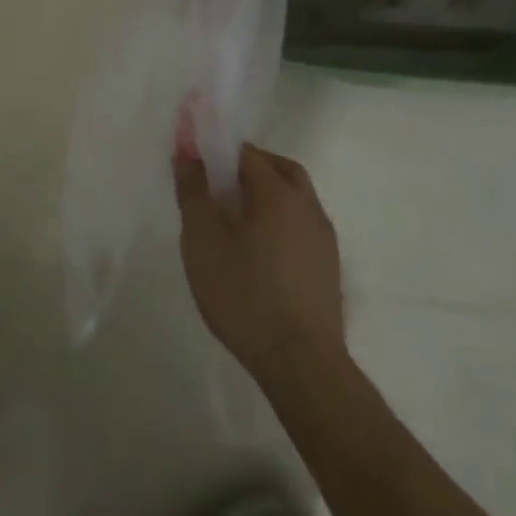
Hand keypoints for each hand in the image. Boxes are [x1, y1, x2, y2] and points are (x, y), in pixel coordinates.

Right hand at [173, 133, 346, 382]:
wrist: (301, 365)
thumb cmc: (245, 295)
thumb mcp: (203, 241)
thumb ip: (193, 192)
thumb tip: (187, 154)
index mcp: (279, 195)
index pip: (247, 153)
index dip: (218, 150)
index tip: (194, 160)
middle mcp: (308, 209)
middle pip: (280, 169)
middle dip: (248, 165)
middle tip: (217, 181)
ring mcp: (324, 240)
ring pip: (294, 198)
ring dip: (266, 193)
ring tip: (233, 217)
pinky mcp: (328, 268)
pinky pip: (300, 225)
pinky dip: (278, 220)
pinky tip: (256, 249)